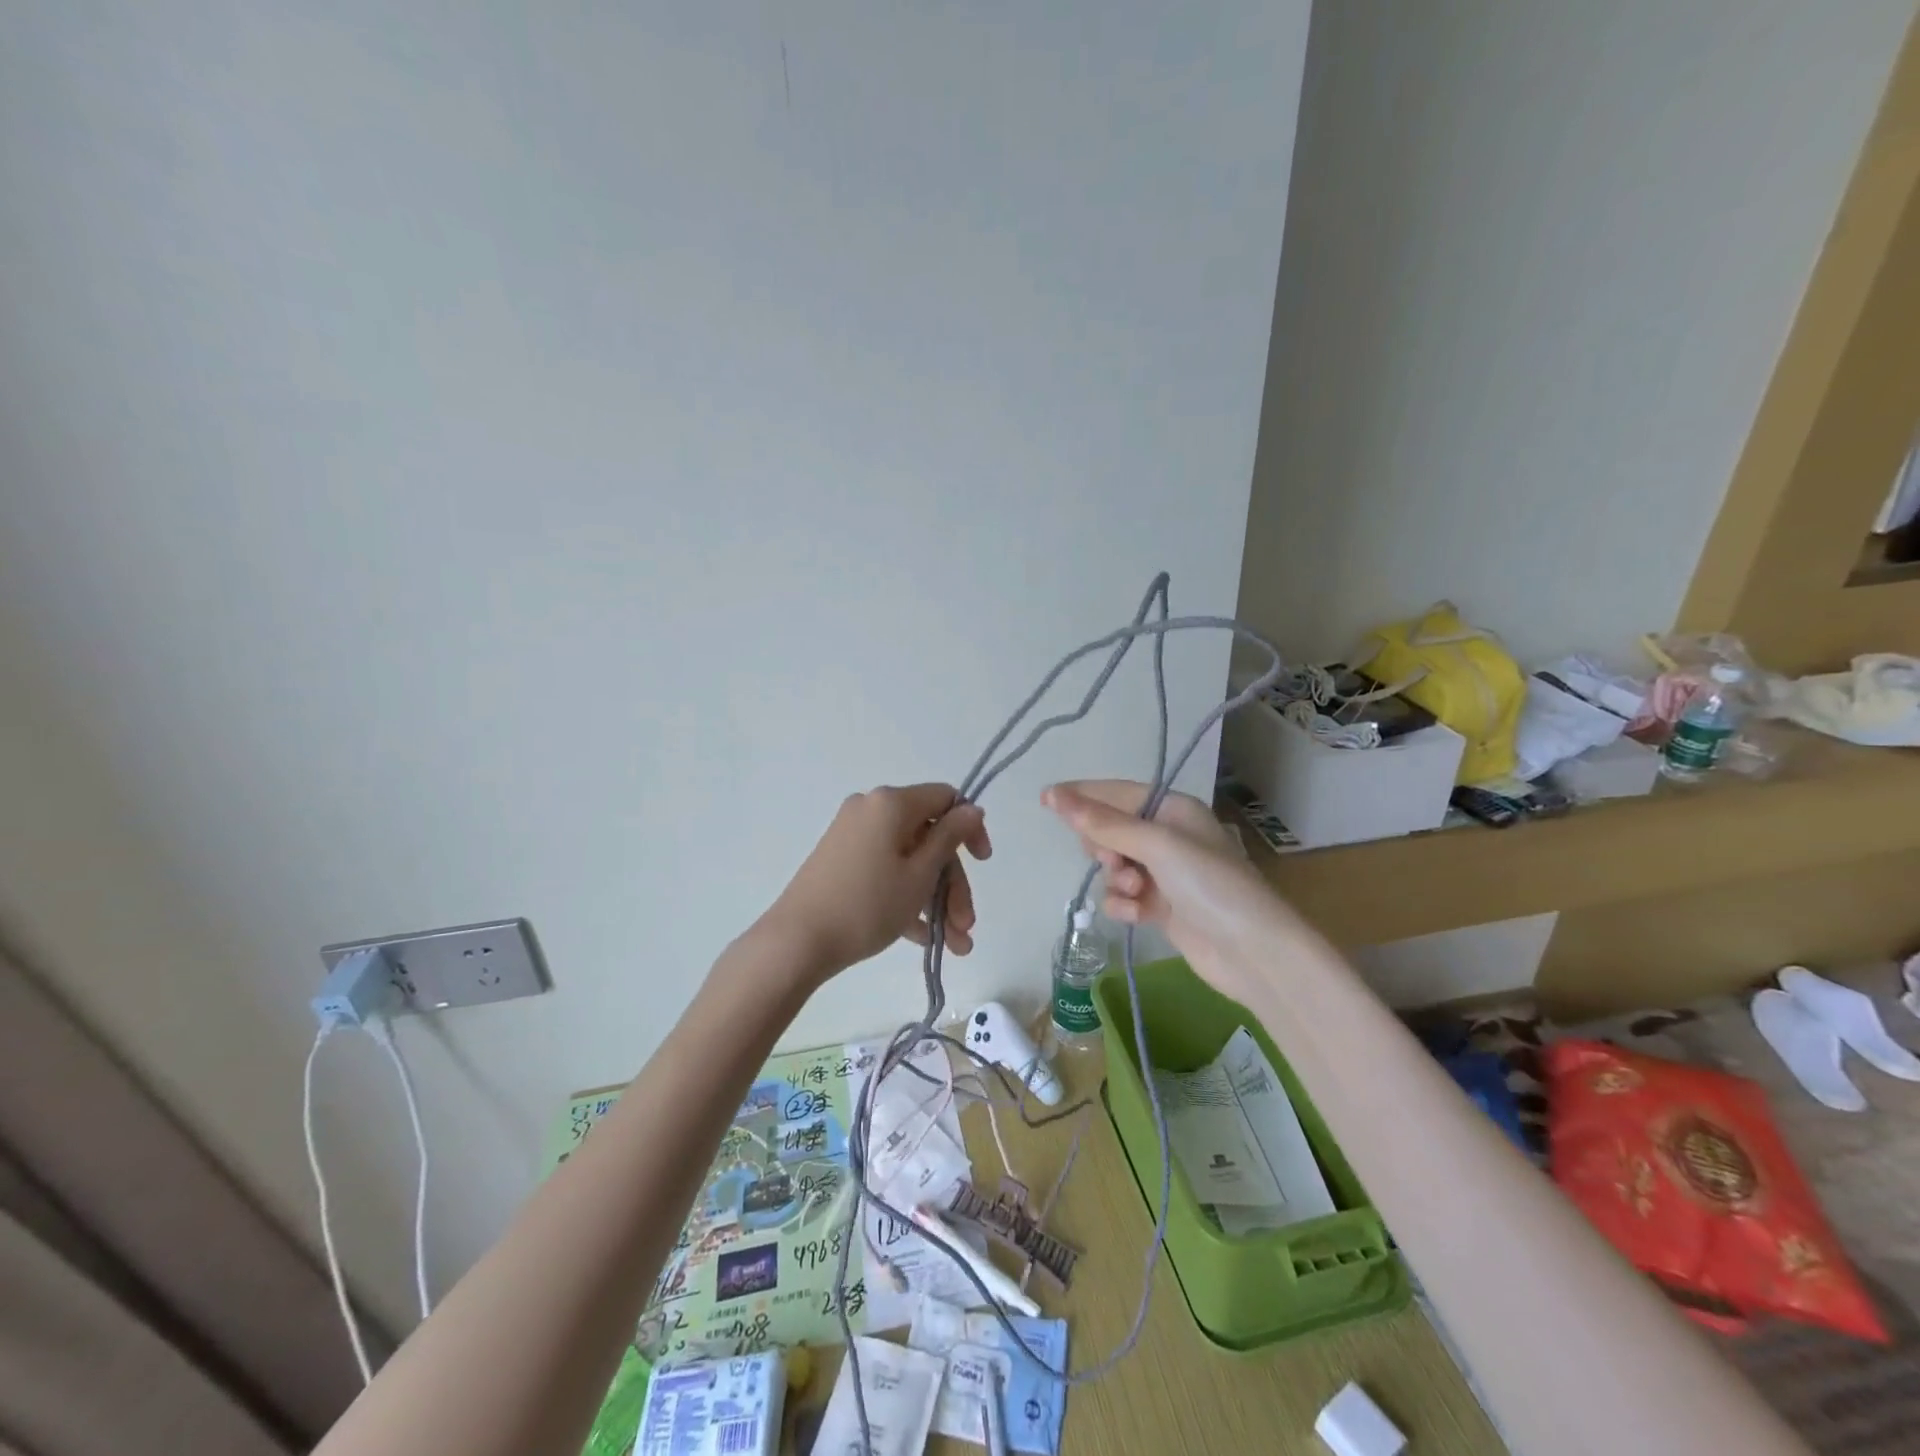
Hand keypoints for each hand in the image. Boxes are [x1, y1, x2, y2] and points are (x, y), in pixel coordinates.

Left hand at [765, 783, 990, 981]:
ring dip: (935, 899)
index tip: (983, 863)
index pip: (945, 799)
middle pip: (928, 838)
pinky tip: (923, 939)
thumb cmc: (867, 904)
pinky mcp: (841, 862)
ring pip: (909, 860)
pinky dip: (906, 898)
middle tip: (966, 926)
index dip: (970, 829)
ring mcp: (853, 837)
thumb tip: (972, 809)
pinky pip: (885, 871)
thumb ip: (950, 838)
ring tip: (954, 946)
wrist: (796, 942)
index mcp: (891, 803)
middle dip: (953, 884)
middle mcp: (871, 810)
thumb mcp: (919, 874)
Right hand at [1042, 779, 1314, 1012]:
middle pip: (1112, 830)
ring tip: (1135, 891)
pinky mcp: (1162, 907)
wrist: (1253, 952)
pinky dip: (1124, 903)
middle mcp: (1169, 836)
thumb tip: (1055, 795)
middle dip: (1104, 846)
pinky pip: (1124, 896)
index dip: (1082, 795)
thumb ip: (1104, 823)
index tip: (1045, 799)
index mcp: (1174, 809)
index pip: (1117, 793)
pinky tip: (1136, 914)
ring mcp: (1166, 874)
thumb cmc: (1210, 885)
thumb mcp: (1157, 845)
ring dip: (1116, 878)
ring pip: (1114, 866)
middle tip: (1112, 860)